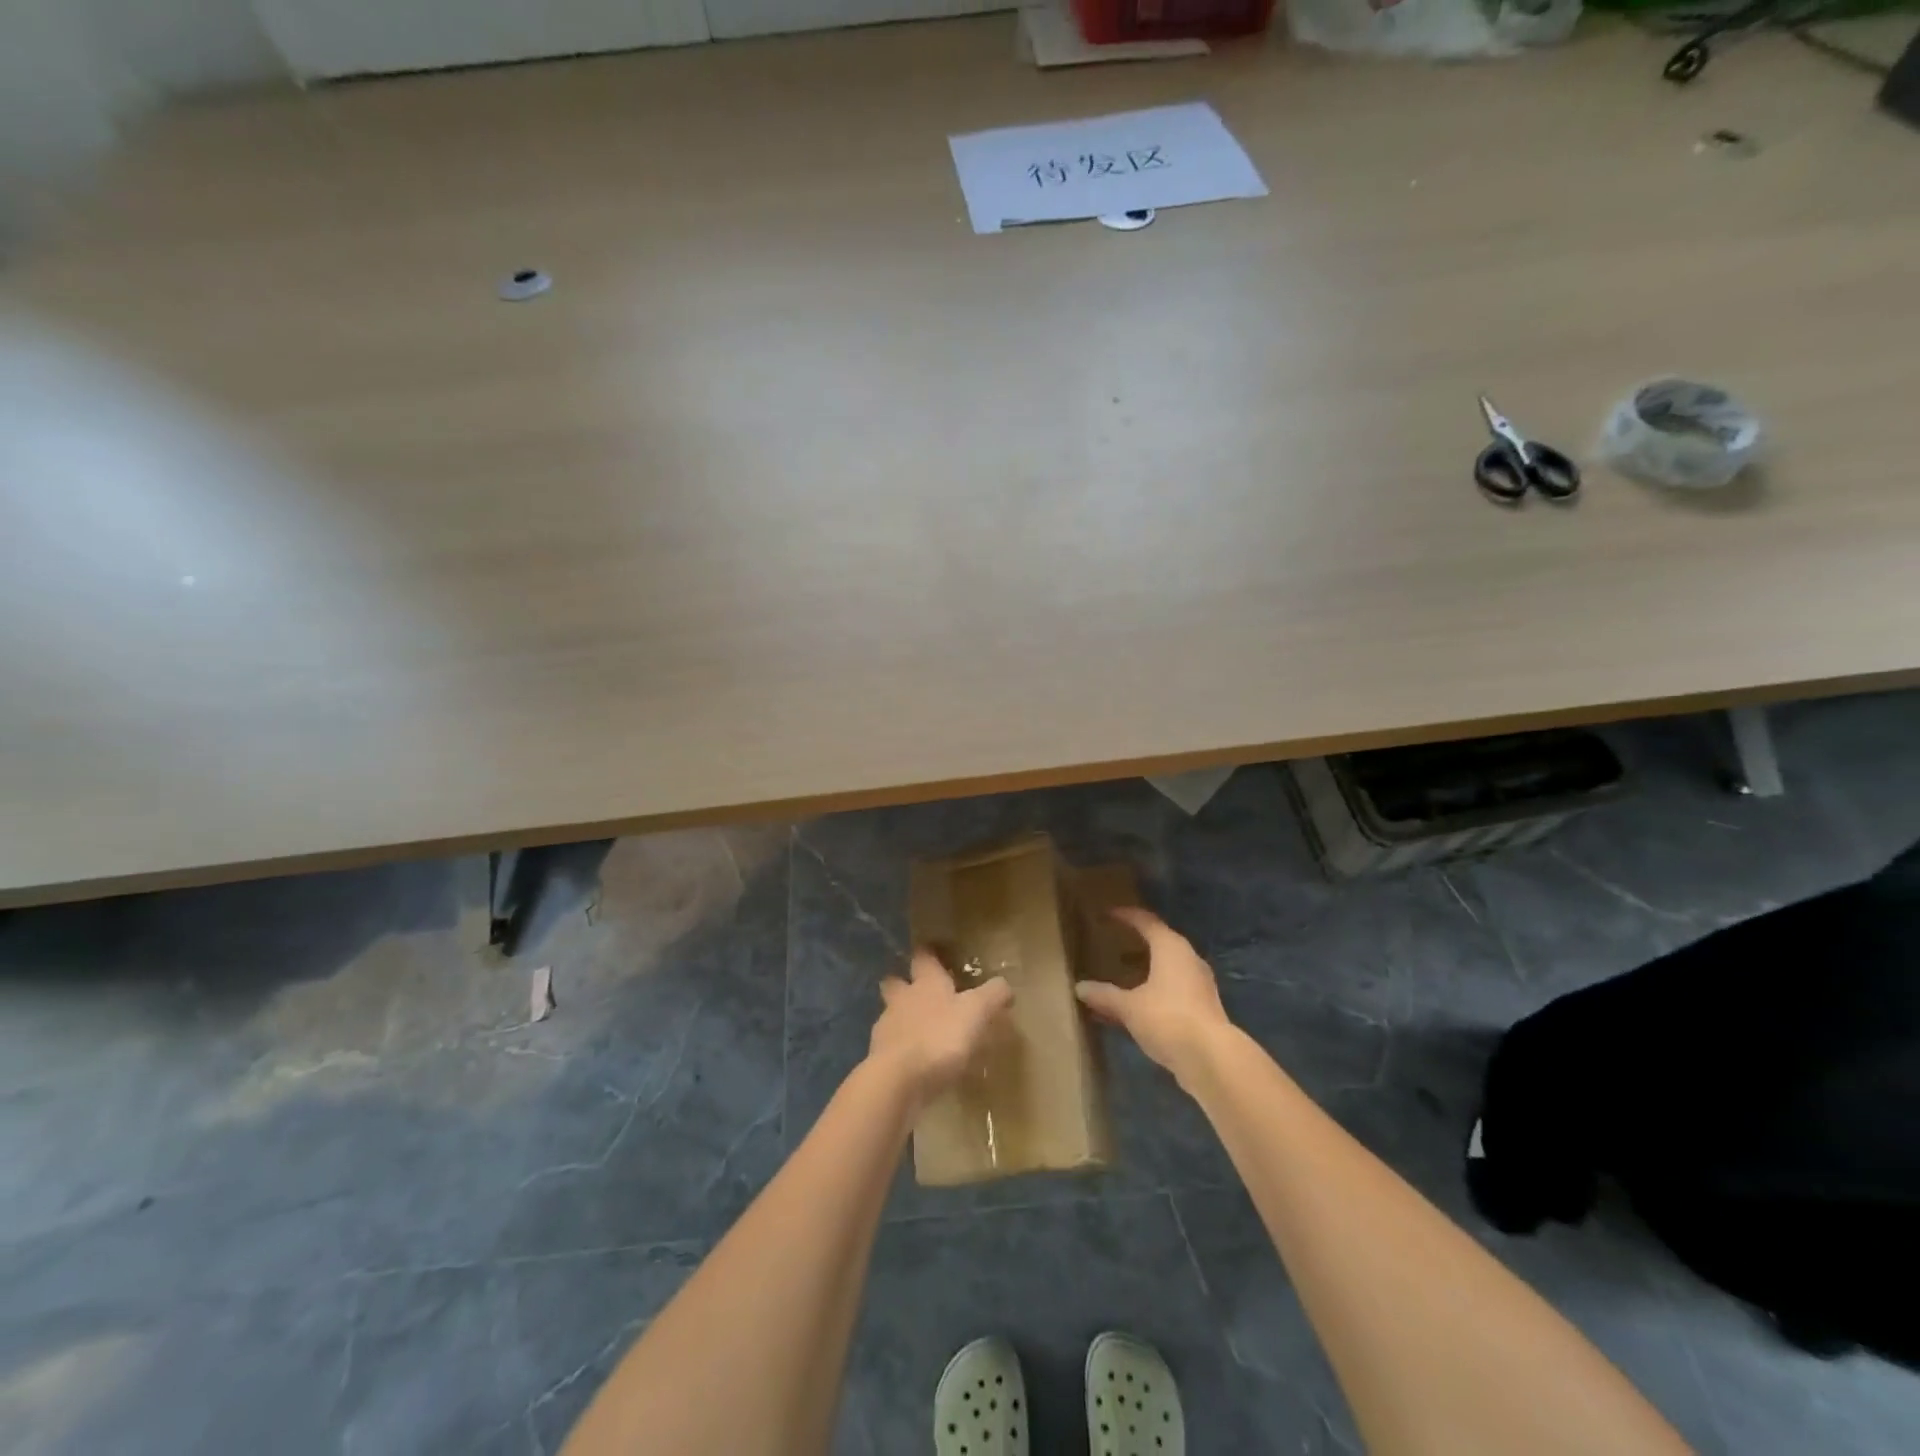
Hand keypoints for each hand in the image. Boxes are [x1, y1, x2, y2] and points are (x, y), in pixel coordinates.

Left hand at [868, 948, 1014, 1109]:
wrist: (898, 1080)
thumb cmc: (940, 1037)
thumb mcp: (977, 1012)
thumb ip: (993, 995)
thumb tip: (1005, 985)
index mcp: (926, 982)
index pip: (923, 957)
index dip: (929, 954)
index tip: (935, 953)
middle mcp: (902, 999)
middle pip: (896, 982)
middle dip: (904, 983)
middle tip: (921, 991)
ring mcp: (887, 1028)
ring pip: (892, 1014)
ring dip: (904, 1019)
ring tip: (925, 1032)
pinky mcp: (880, 1058)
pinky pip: (892, 1047)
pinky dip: (903, 1050)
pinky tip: (918, 1063)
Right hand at [1076, 908, 1231, 1087]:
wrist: (1212, 1059)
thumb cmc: (1167, 1018)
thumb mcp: (1129, 1007)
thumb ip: (1105, 995)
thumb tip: (1080, 987)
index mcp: (1170, 947)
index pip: (1146, 921)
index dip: (1126, 916)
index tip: (1108, 914)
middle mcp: (1188, 959)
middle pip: (1160, 942)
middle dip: (1136, 943)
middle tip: (1114, 943)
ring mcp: (1199, 984)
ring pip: (1166, 968)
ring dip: (1145, 970)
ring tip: (1121, 975)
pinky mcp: (1202, 1007)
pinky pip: (1172, 989)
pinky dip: (1153, 991)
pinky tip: (1136, 1006)